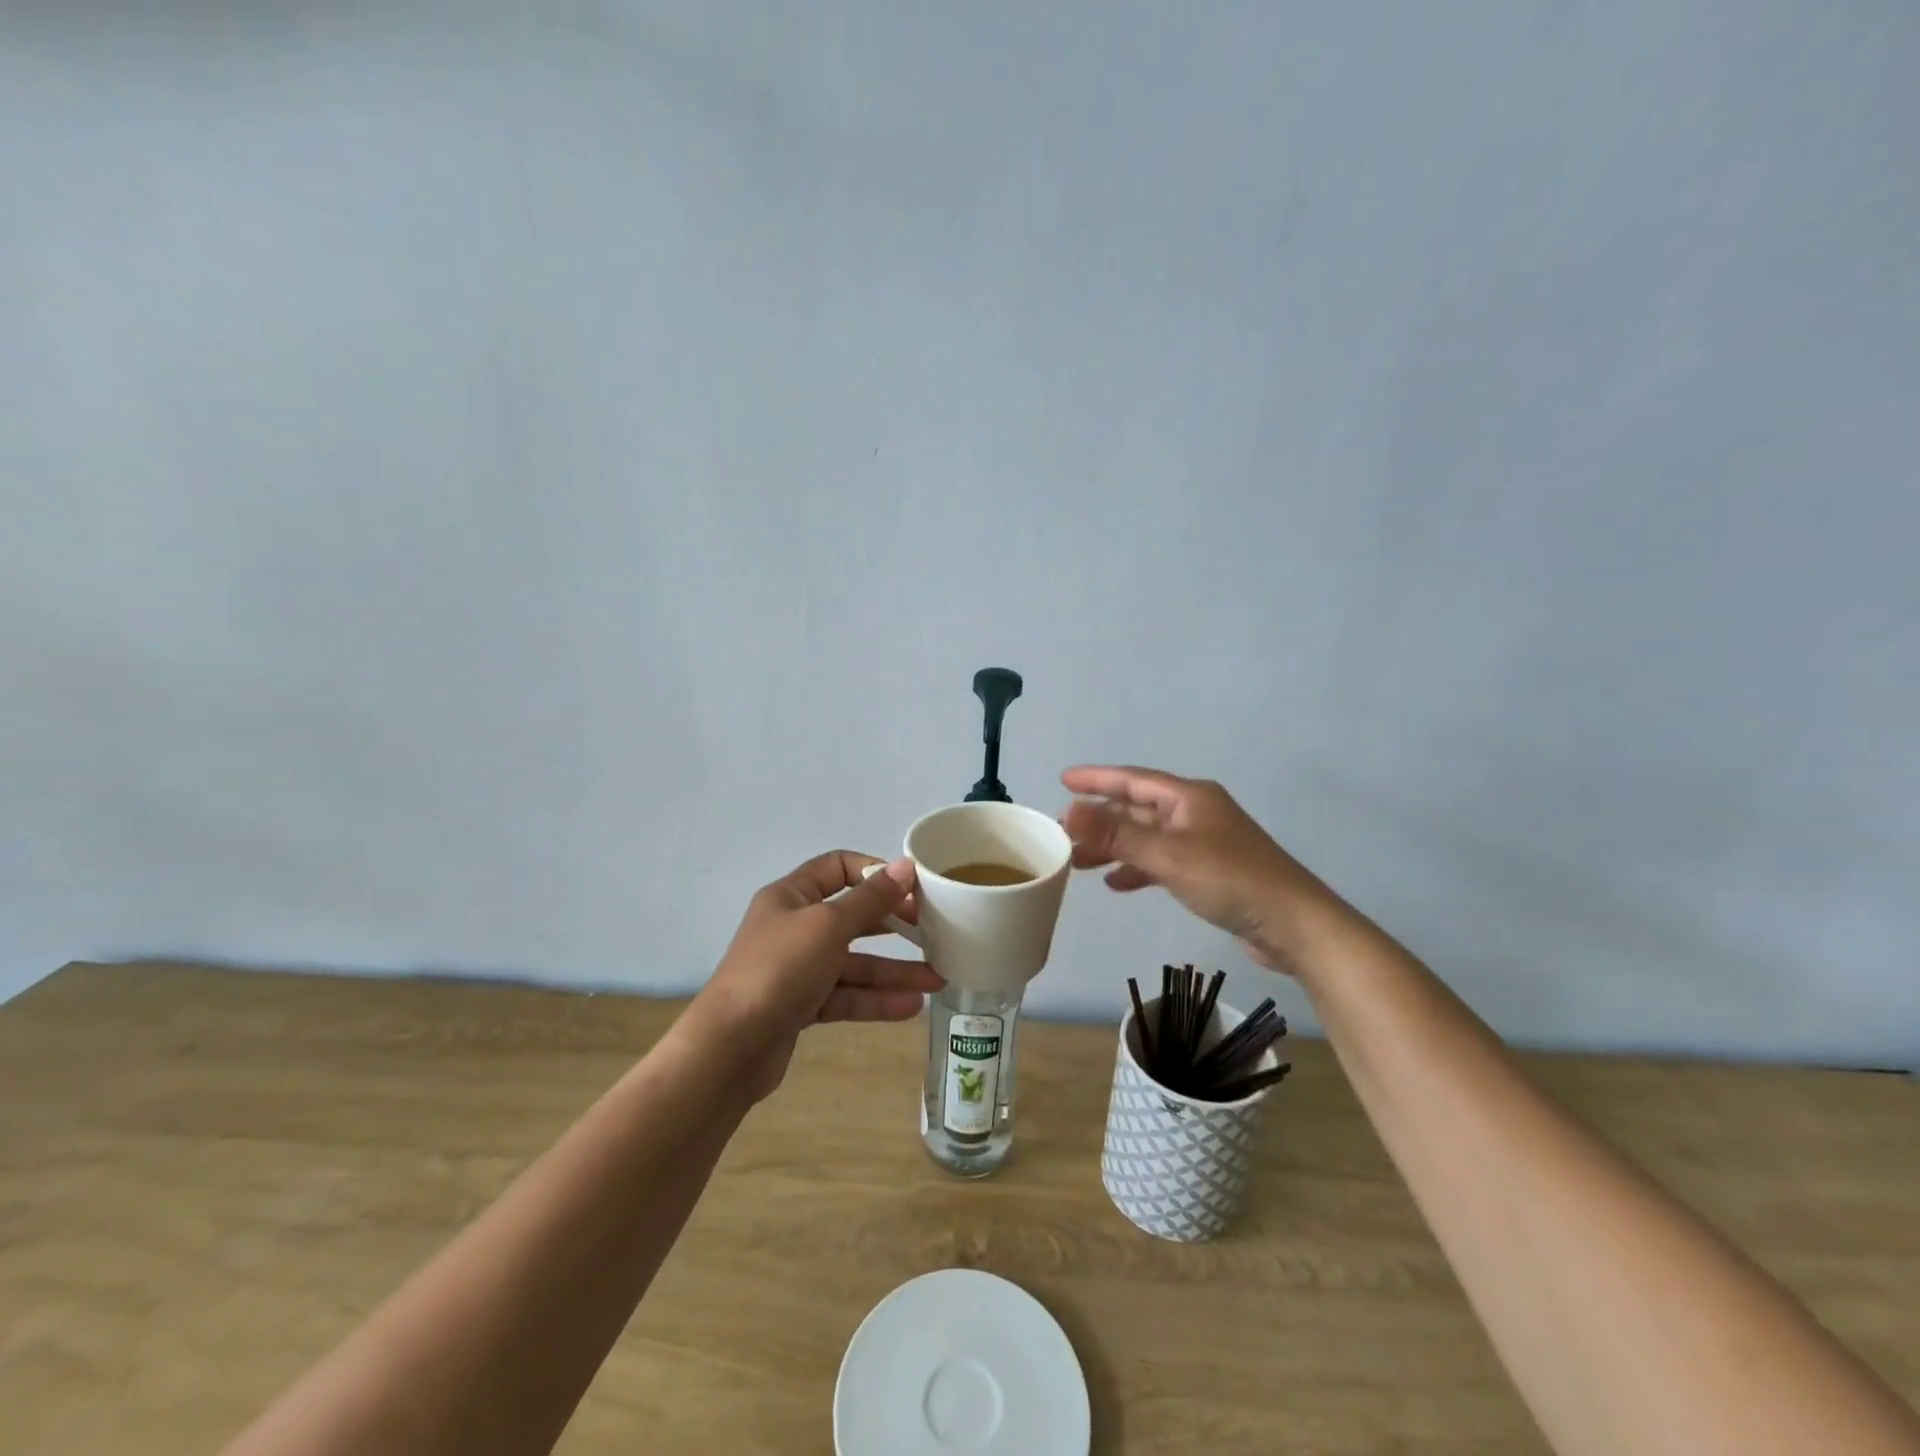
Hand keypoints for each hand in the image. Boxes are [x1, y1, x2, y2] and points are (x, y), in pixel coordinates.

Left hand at [696, 851, 943, 1100]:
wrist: (730, 1049)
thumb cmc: (779, 970)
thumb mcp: (828, 926)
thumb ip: (871, 899)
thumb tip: (905, 866)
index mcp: (791, 896)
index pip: (837, 867)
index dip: (874, 872)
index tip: (911, 887)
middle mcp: (793, 928)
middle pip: (851, 917)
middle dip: (893, 925)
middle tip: (933, 931)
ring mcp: (797, 969)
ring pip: (853, 963)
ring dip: (893, 970)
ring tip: (937, 979)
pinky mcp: (801, 1007)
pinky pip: (846, 996)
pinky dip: (875, 999)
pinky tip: (910, 1006)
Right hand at [1059, 765, 1336, 973]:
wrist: (1294, 925)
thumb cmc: (1230, 880)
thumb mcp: (1168, 855)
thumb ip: (1117, 834)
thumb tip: (1068, 811)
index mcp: (1189, 797)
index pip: (1133, 780)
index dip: (1097, 779)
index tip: (1063, 780)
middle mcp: (1195, 813)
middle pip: (1137, 809)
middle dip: (1100, 819)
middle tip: (1062, 832)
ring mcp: (1203, 843)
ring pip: (1147, 837)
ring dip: (1114, 846)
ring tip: (1078, 861)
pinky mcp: (1209, 872)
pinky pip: (1161, 862)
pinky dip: (1137, 869)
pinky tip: (1116, 884)